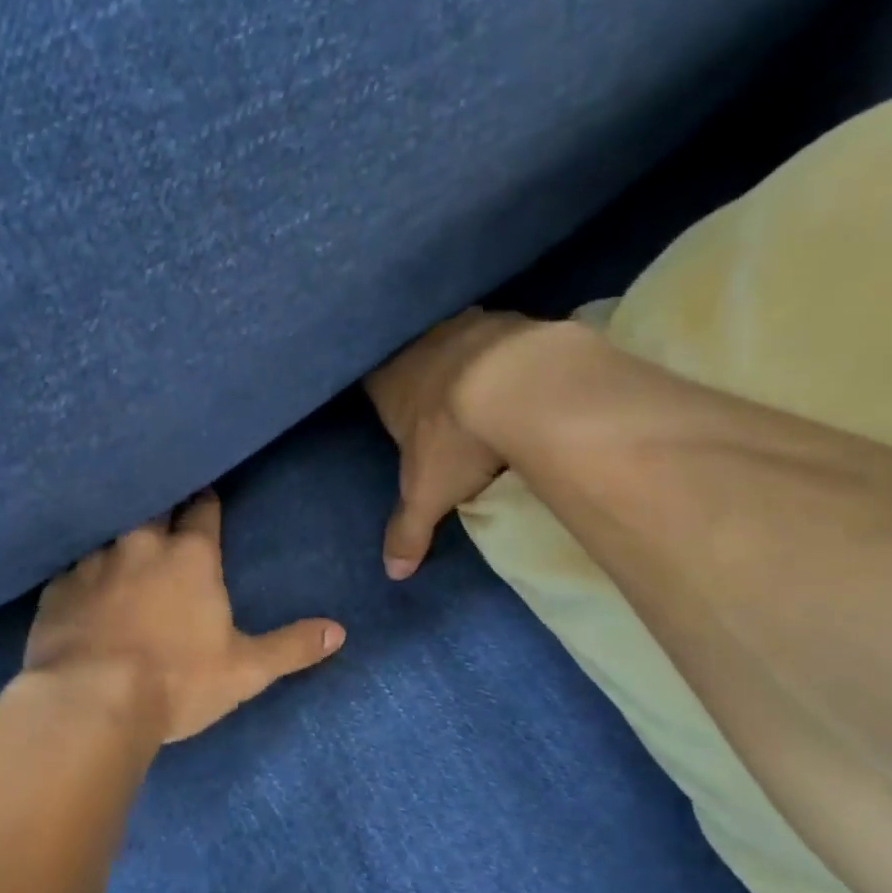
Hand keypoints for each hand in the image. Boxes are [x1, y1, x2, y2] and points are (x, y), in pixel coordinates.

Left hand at [24, 492, 344, 743]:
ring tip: (123, 547)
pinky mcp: (56, 587)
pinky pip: (71, 567)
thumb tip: (339, 631)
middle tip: (166, 511)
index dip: (207, 503)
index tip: (206, 496)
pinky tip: (80, 585)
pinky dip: (82, 572)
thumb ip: (292, 647)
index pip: (203, 511)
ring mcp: (93, 562)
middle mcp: (140, 545)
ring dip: (120, 538)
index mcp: (189, 557)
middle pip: (155, 508)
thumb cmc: (177, 682)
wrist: (90, 702)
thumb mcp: (245, 670)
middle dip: (164, 507)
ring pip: (109, 533)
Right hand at [364, 307, 538, 578]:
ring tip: (480, 381)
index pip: (372, 380)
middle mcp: (418, 346)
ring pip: (454, 338)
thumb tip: (392, 573)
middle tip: (439, 399)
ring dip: (463, 356)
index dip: (384, 393)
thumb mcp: (427, 494)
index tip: (397, 408)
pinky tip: (519, 370)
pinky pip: (498, 334)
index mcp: (387, 382)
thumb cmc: (455, 439)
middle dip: (423, 374)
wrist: (517, 384)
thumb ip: (407, 531)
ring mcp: (463, 325)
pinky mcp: (507, 318)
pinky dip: (504, 350)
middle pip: (412, 356)